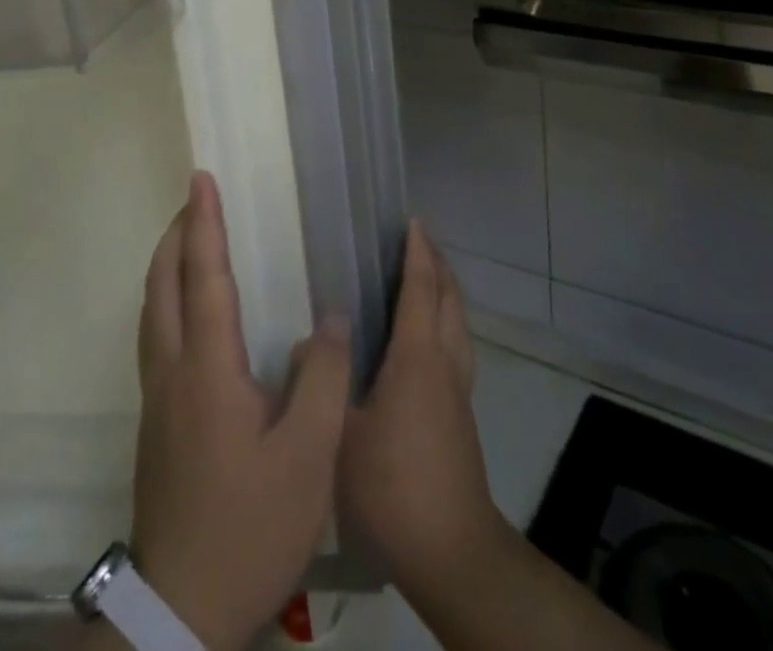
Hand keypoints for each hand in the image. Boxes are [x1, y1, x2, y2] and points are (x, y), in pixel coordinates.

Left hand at [123, 171, 351, 650]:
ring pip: (151, 310)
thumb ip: (323, 379)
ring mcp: (157, 398)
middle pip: (161, 285)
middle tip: (197, 199)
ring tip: (191, 240)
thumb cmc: (251, 526)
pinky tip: (191, 312)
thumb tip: (329, 317)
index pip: (203, 276)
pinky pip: (155, 335)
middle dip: (175, 234)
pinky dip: (167, 298)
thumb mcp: (308, 458)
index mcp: (208, 369)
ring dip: (166, 264)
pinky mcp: (156, 422)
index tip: (201, 179)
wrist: (183, 610)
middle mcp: (173, 371)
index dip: (203, 223)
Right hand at [339, 221, 507, 598]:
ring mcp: (459, 389)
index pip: (421, 289)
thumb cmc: (391, 488)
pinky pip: (459, 346)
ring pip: (459, 322)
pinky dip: (448, 321)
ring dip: (447, 291)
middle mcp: (445, 363)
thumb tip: (309, 342)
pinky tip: (429, 340)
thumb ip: (324, 384)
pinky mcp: (463, 414)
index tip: (412, 222)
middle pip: (450, 298)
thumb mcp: (340, 437)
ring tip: (428, 277)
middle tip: (419, 240)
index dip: (418, 253)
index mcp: (417, 358)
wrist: (450, 549)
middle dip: (438, 264)